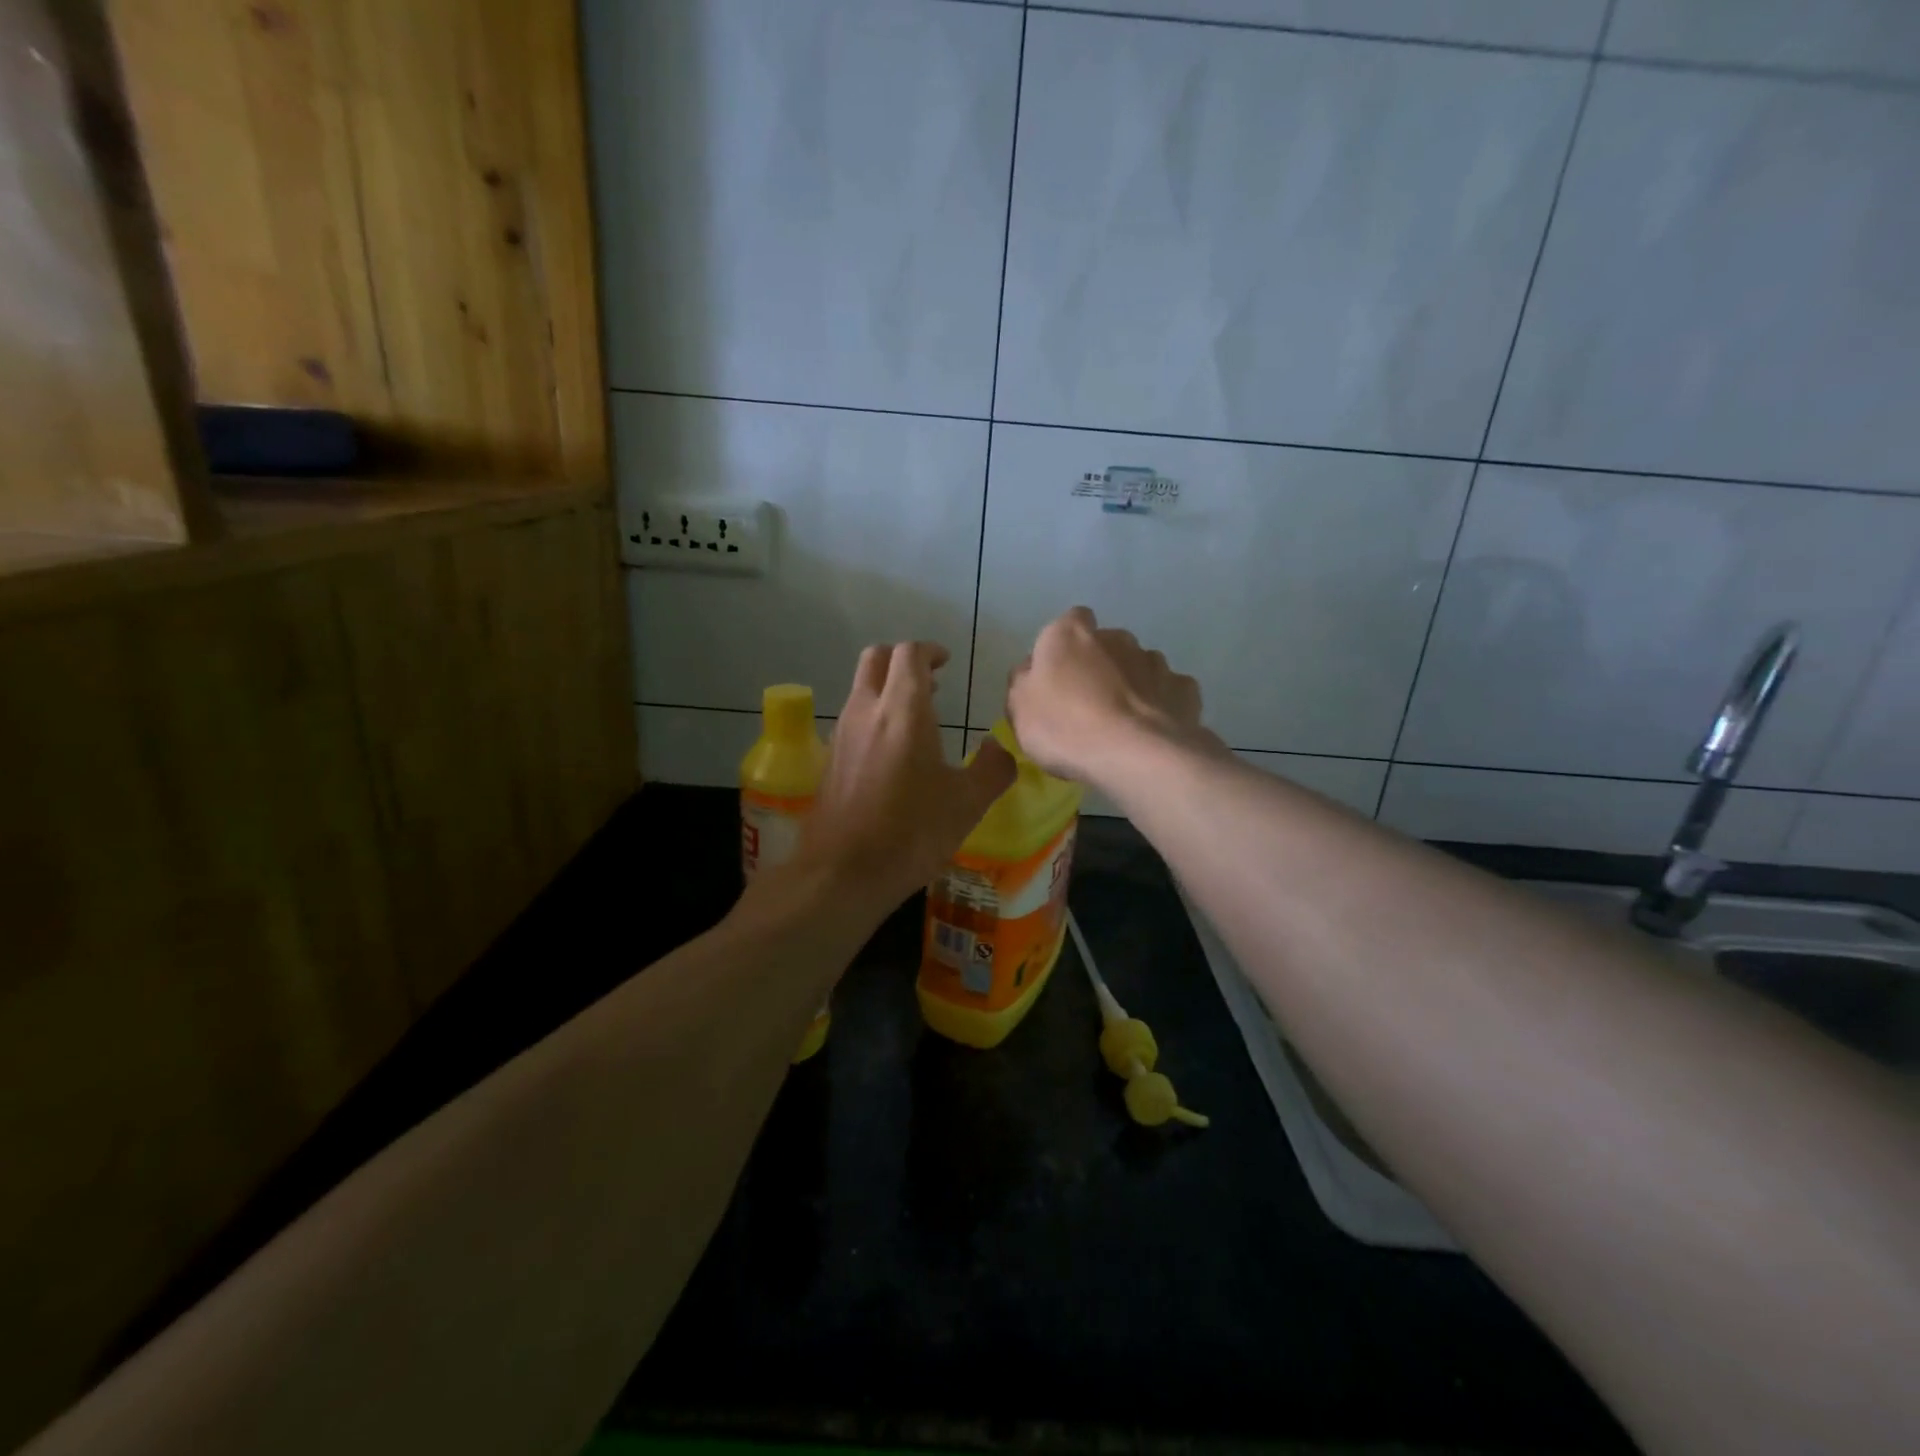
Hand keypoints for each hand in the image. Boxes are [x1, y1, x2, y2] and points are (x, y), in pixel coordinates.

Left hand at [794, 641, 1016, 912]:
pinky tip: (893, 754)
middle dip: (902, 660)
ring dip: (887, 689)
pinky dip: (873, 717)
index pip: (909, 654)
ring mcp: (842, 735)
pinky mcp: (829, 760)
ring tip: (918, 718)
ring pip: (860, 688)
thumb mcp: (967, 804)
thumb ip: (993, 769)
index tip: (946, 662)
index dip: (929, 651)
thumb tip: (1002, 749)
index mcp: (903, 710)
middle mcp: (866, 711)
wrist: (842, 873)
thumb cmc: (911, 832)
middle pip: (876, 658)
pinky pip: (852, 720)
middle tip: (930, 682)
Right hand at [1005, 607, 1215, 785]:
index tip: (1060, 676)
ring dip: (1131, 685)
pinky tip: (1152, 732)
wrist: (1135, 754)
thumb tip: (1032, 671)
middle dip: (1101, 666)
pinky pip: (1167, 692)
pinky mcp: (1184, 688)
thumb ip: (1023, 682)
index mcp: (1071, 634)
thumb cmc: (1065, 727)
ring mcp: (1155, 661)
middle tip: (1089, 706)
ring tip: (1123, 724)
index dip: (1065, 647)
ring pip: (1139, 667)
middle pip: (1106, 645)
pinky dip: (1161, 706)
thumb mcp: (1020, 709)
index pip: (1070, 622)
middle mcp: (1116, 637)